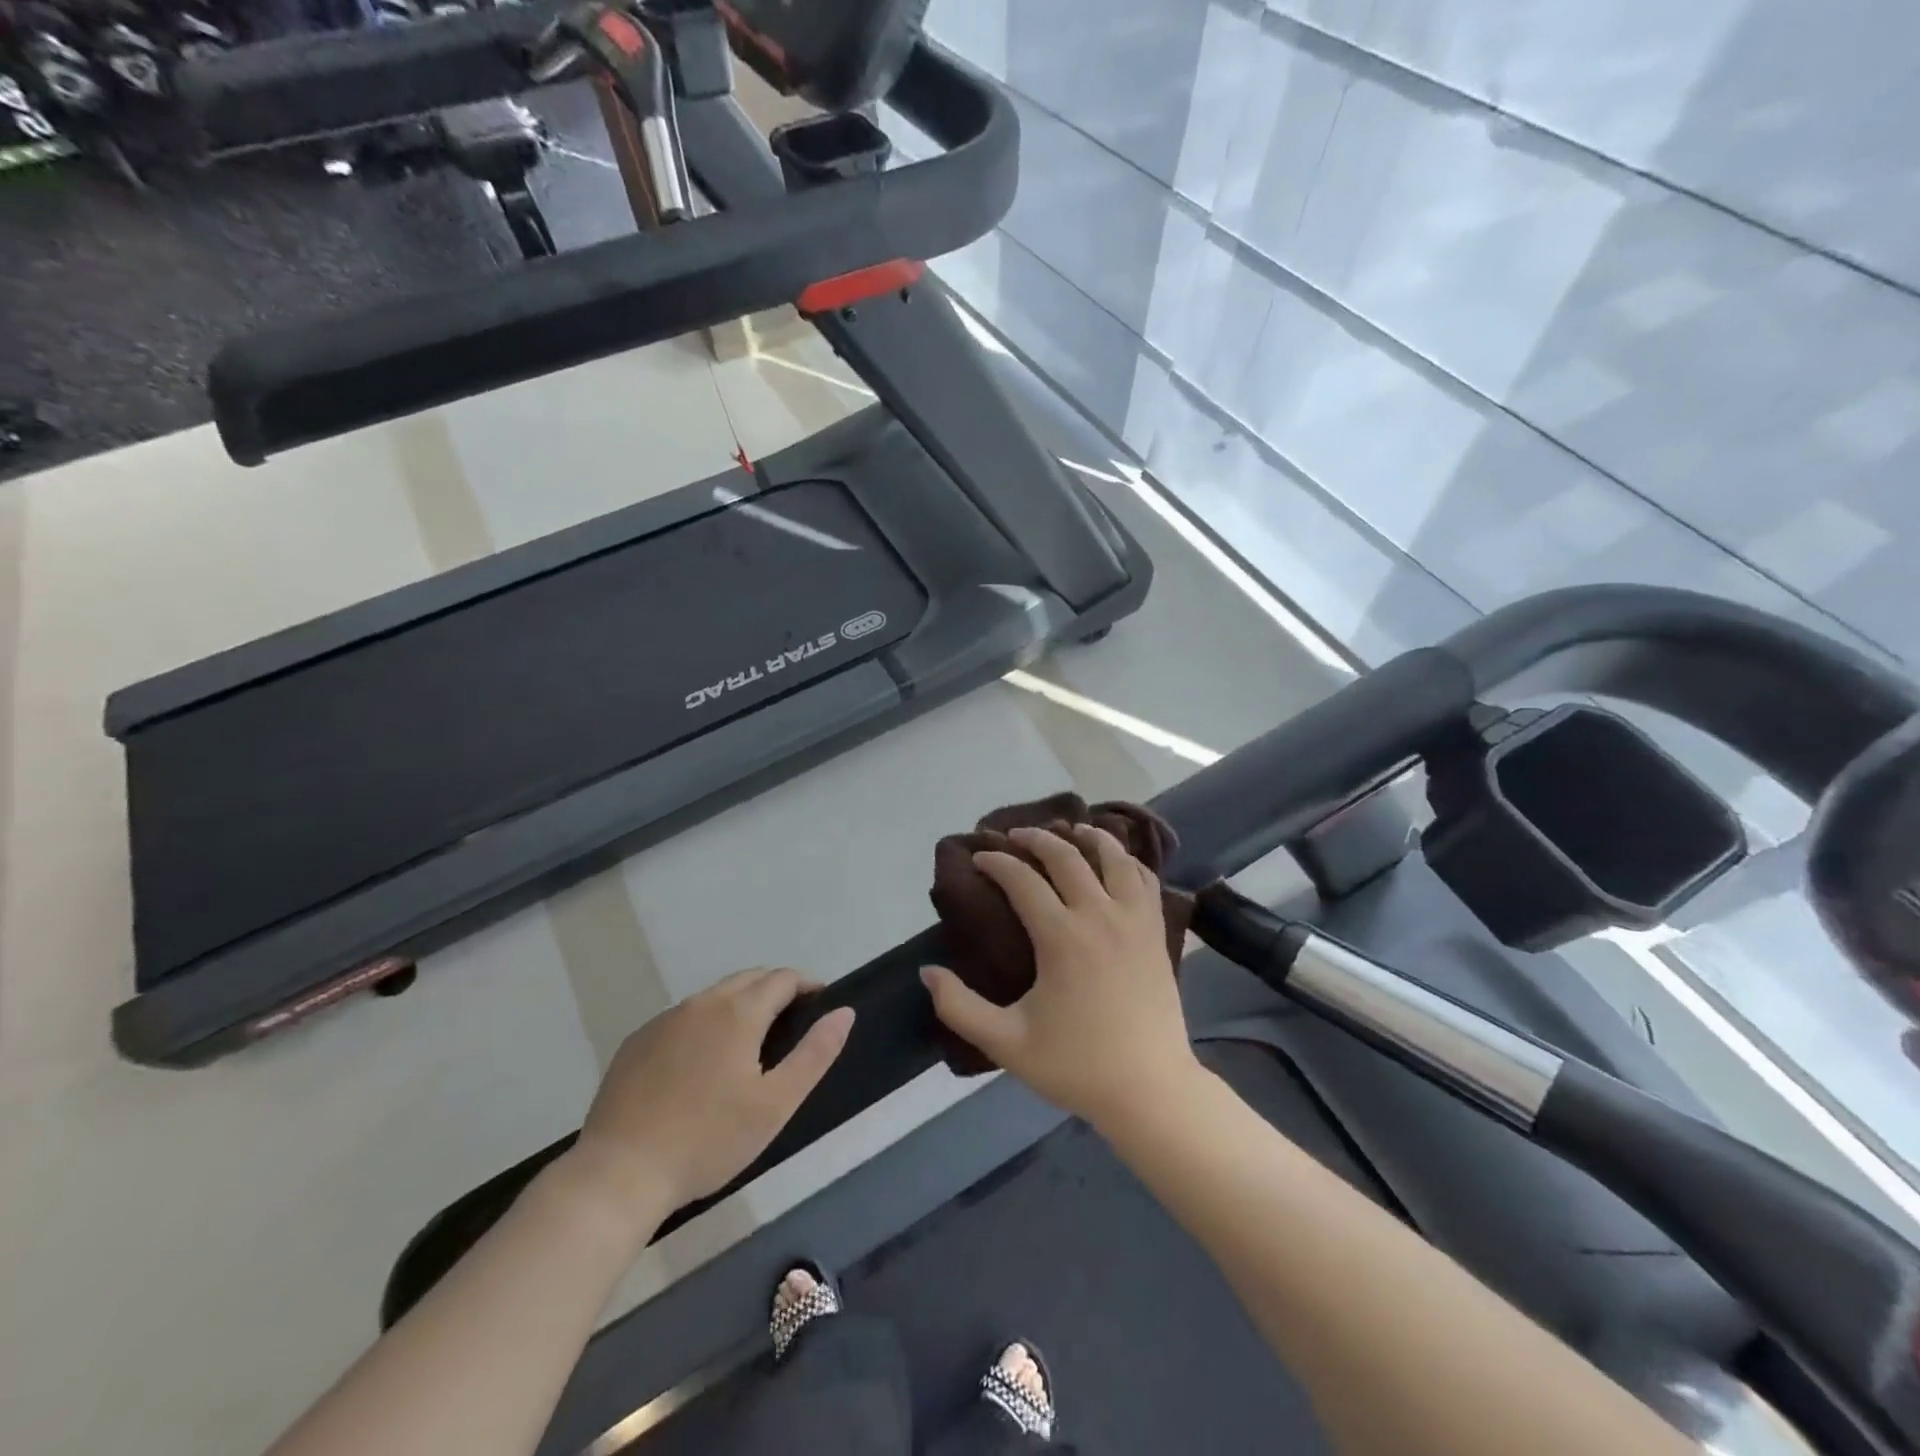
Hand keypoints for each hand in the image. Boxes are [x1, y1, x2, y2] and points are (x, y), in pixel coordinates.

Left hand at [570, 968, 854, 1229]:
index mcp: (738, 1012)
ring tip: (749, 1043)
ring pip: (713, 997)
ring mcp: (663, 1021)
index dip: (806, 984)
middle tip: (790, 1022)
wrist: (618, 1175)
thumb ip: (815, 1053)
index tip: (819, 1002)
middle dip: (774, 990)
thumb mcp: (775, 1104)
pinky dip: (703, 1025)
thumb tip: (844, 1011)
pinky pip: (681, 1019)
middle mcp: (701, 1003)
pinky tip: (700, 1064)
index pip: (782, 978)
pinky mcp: (635, 1043)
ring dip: (738, 1005)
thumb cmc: (708, 1140)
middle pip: (748, 979)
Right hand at [921, 825, 1198, 1129]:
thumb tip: (927, 972)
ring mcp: (1134, 920)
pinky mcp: (1157, 931)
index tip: (980, 858)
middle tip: (1015, 836)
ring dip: (1088, 837)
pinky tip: (1115, 861)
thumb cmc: (1076, 1066)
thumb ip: (959, 1007)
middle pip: (1066, 856)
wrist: (1150, 1090)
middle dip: (1036, 839)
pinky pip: (1144, 879)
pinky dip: (1127, 860)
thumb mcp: (1007, 1043)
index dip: (997, 862)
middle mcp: (1099, 915)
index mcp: (1061, 937)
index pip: (1022, 880)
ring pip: (1113, 857)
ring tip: (1070, 830)